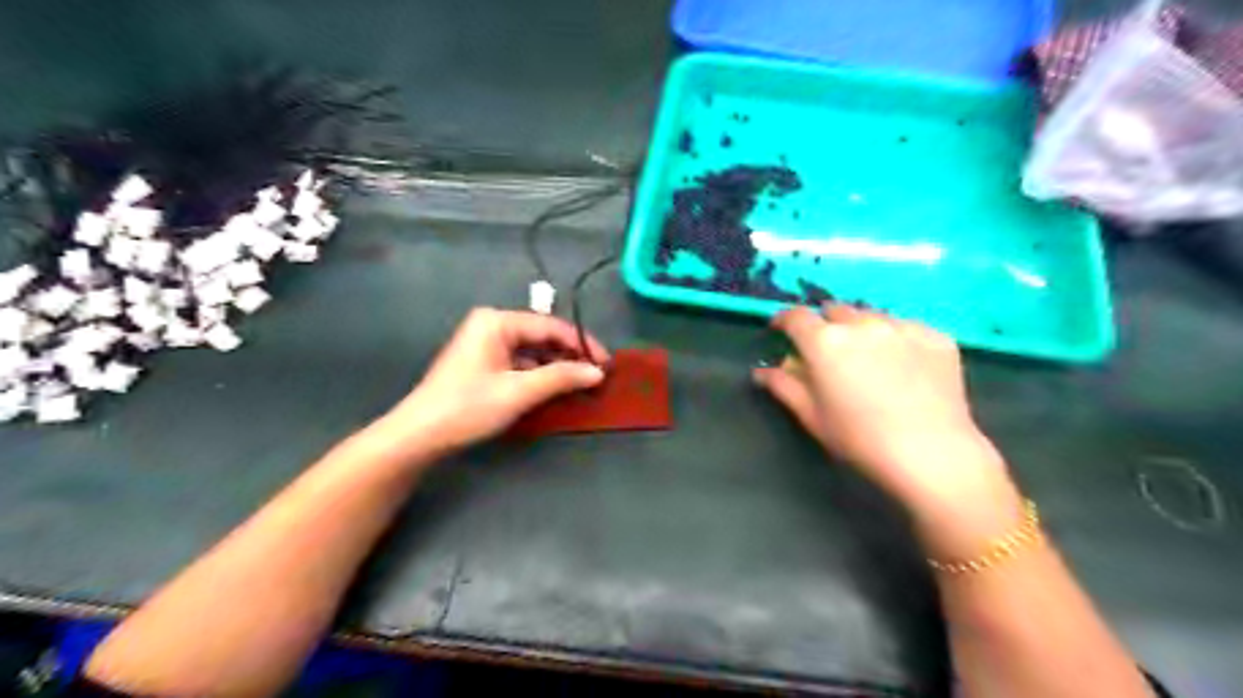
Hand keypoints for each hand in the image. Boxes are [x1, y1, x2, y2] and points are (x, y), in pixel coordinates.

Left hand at [381, 307, 610, 456]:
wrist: (420, 435)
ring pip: (531, 351)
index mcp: (497, 321)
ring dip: (555, 368)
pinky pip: (519, 363)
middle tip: (596, 376)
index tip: (606, 363)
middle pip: (541, 337)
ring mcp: (485, 345)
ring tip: (580, 385)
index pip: (550, 326)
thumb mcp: (519, 392)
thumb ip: (561, 378)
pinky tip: (554, 390)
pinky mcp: (482, 364)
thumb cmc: (469, 407)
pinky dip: (538, 376)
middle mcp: (491, 325)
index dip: (581, 344)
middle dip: (569, 356)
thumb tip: (598, 372)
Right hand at [752, 302, 1023, 549]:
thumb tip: (762, 371)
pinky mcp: (936, 336)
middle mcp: (862, 324)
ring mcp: (902, 327)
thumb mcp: (812, 416)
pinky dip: (896, 339)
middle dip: (825, 325)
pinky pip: (906, 328)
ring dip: (861, 330)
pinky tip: (903, 366)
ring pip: (871, 316)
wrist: (932, 454)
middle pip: (834, 311)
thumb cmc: (859, 439)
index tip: (780, 330)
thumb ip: (783, 386)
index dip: (783, 320)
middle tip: (828, 351)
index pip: (795, 316)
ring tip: (868, 357)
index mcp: (825, 342)